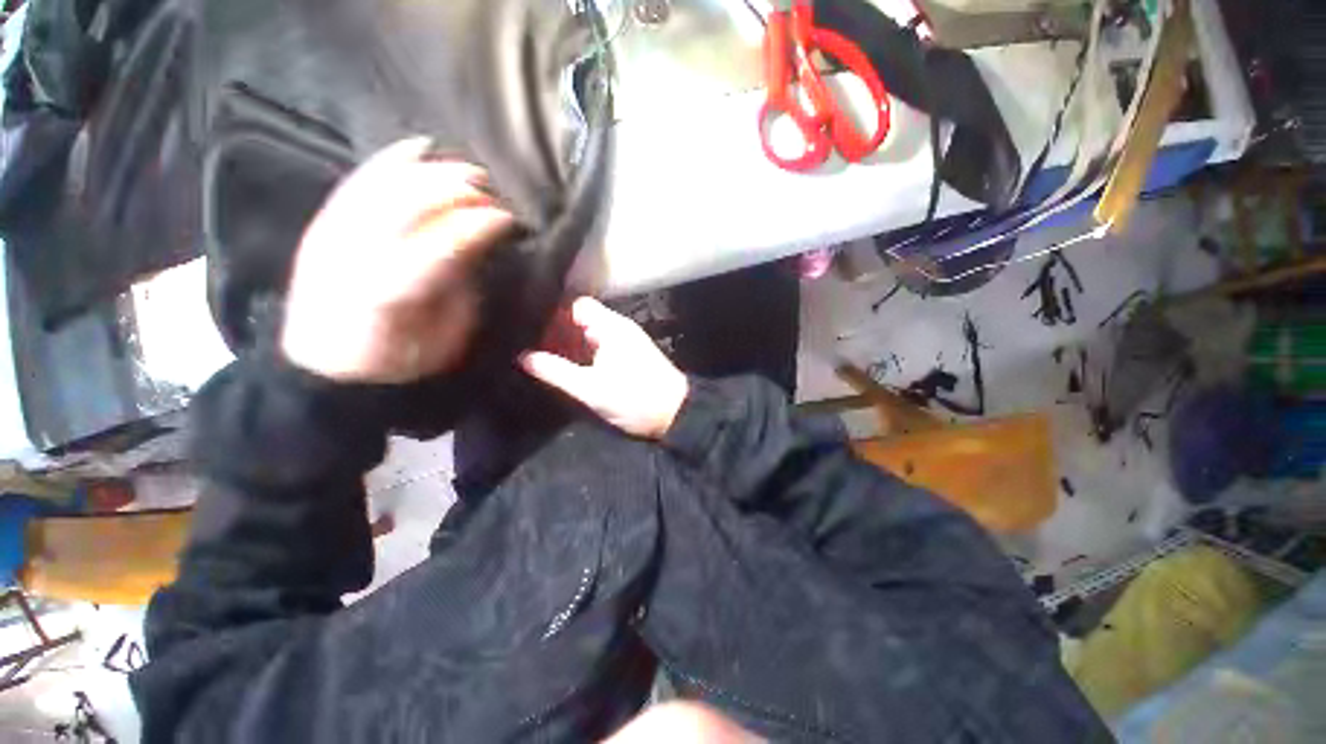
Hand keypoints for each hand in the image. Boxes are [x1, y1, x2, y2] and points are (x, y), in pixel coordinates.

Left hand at [280, 137, 514, 383]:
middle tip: (492, 194)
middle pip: (411, 204)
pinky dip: (391, 160)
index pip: (443, 245)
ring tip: (468, 173)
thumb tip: (477, 247)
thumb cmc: (395, 360)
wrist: (321, 366)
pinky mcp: (325, 224)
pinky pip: (359, 181)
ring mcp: (334, 234)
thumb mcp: (443, 338)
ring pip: (386, 185)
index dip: (480, 225)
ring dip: (433, 172)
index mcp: (392, 294)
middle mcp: (356, 255)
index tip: (510, 221)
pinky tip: (420, 147)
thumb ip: (459, 289)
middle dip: (459, 191)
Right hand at [520, 297, 688, 439]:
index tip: (527, 326)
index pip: (575, 306)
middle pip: (580, 319)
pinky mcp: (628, 356)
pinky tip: (566, 365)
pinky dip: (581, 353)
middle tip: (528, 344)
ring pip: (588, 334)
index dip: (551, 314)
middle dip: (555, 331)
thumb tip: (524, 357)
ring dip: (568, 344)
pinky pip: (598, 347)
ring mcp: (624, 342)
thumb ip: (556, 372)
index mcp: (610, 327)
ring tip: (540, 355)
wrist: (674, 413)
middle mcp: (618, 328)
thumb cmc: (634, 399)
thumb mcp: (591, 388)